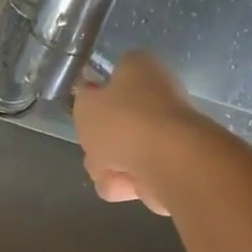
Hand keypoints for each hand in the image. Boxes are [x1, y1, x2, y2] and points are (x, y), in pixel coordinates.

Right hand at [73, 52, 210, 215]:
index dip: (99, 92)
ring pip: (118, 153)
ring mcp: (165, 134)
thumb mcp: (84, 105)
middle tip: (94, 145)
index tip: (88, 109)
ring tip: (111, 168)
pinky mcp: (168, 166)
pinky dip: (124, 182)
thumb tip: (91, 98)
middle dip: (99, 140)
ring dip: (107, 166)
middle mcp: (157, 96)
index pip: (116, 73)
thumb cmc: (122, 122)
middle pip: (114, 122)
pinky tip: (126, 182)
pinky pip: (131, 176)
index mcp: (140, 69)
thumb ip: (83, 100)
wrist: (165, 161)